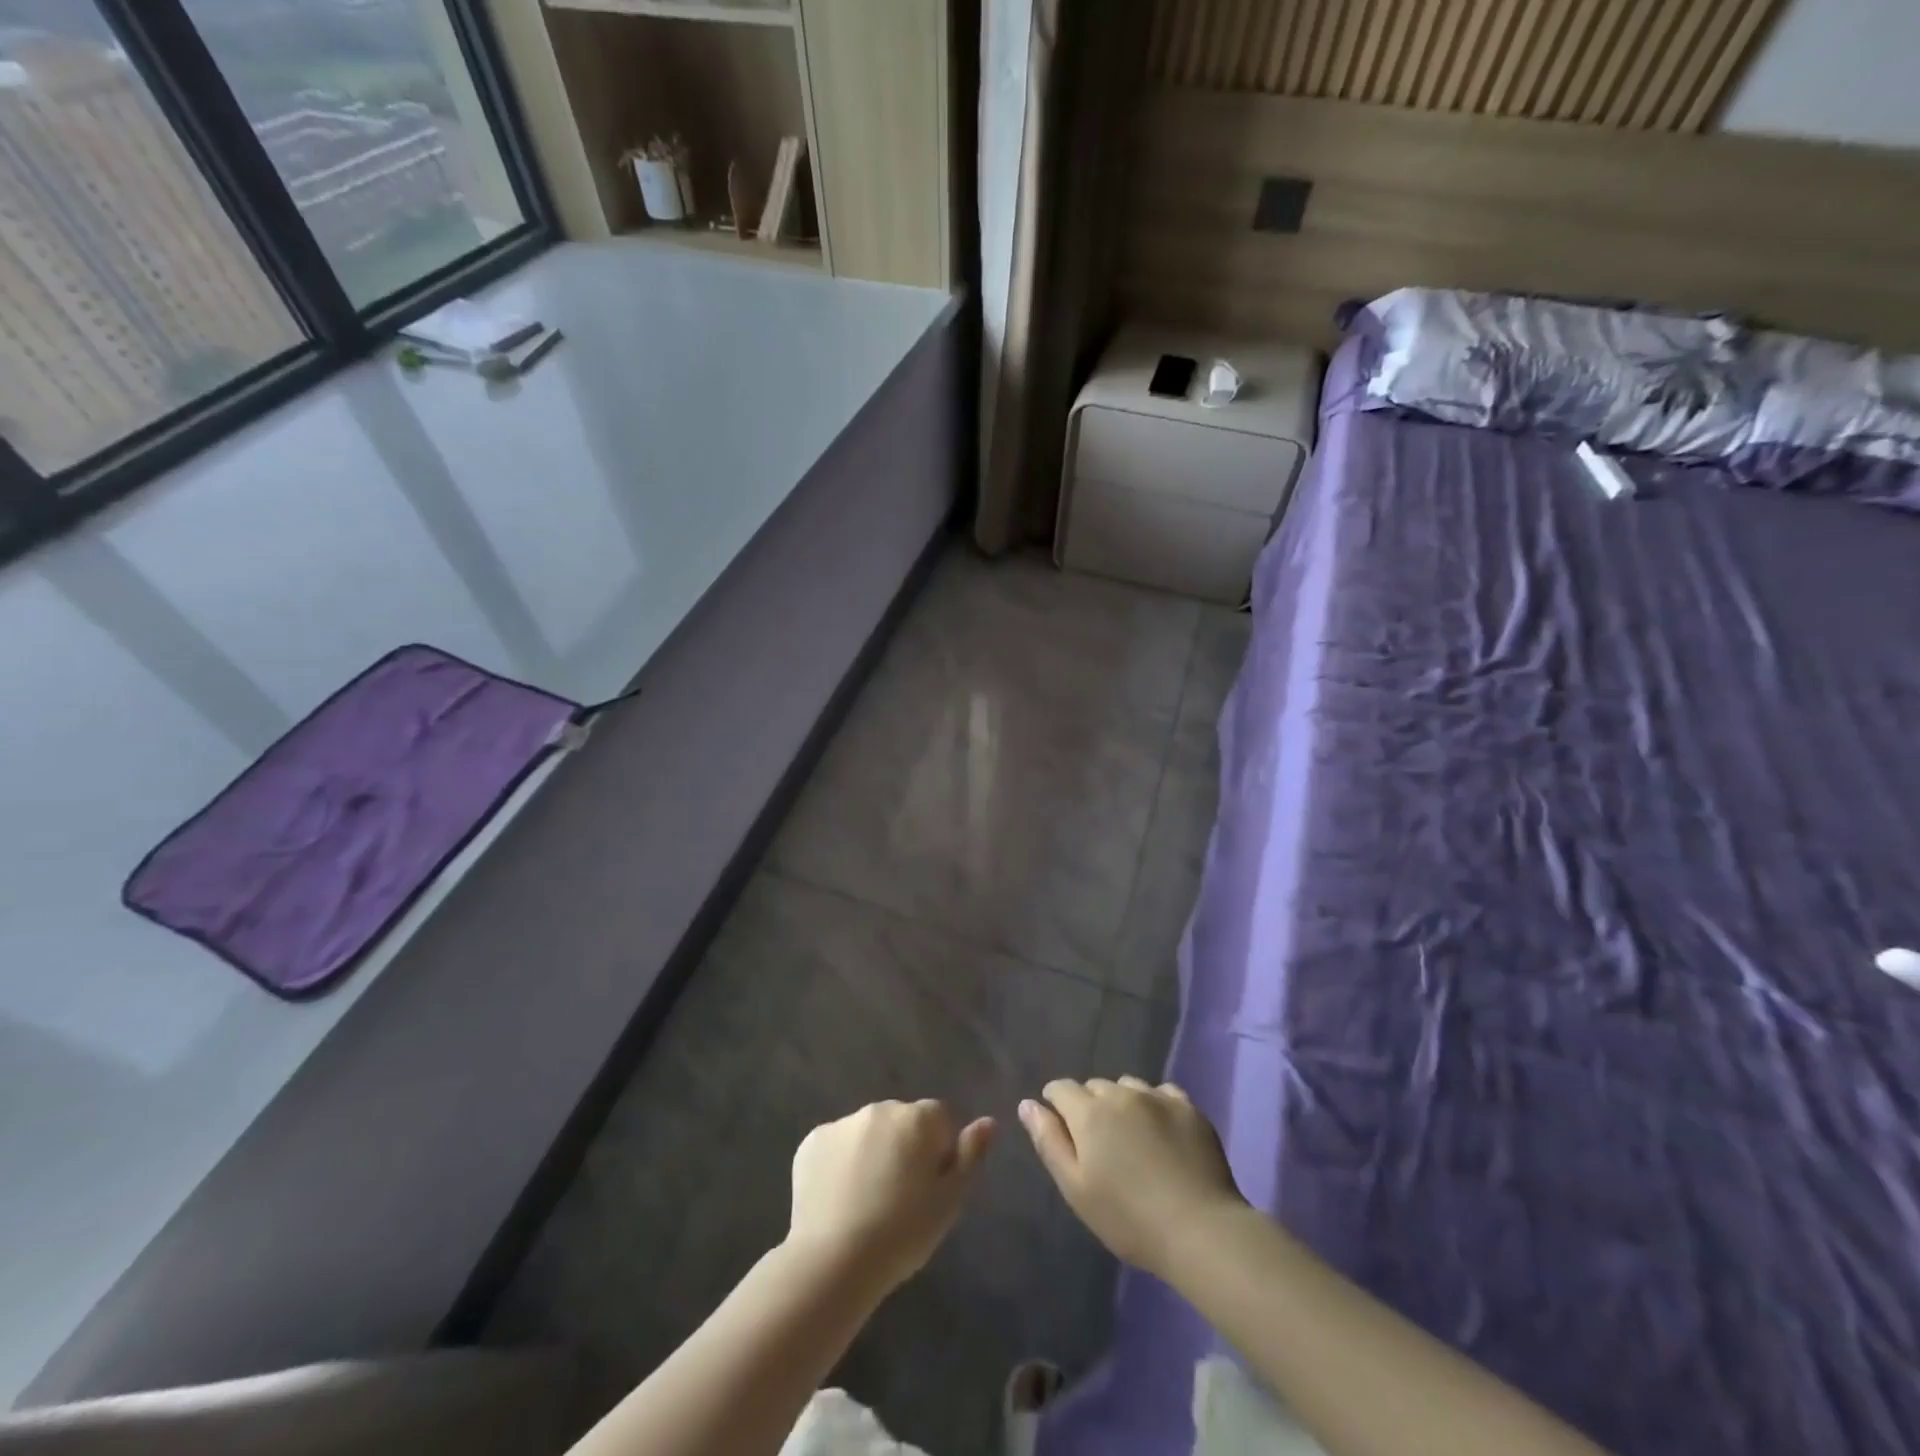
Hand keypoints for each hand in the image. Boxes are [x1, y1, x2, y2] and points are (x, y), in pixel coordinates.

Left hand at [788, 1099, 995, 1294]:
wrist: (833, 1261)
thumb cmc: (903, 1233)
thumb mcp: (950, 1201)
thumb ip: (970, 1156)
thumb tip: (988, 1122)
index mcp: (917, 1117)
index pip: (940, 1119)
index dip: (940, 1152)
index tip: (930, 1188)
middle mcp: (880, 1108)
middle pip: (902, 1121)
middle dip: (905, 1148)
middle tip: (899, 1198)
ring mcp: (842, 1123)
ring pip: (868, 1132)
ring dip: (873, 1153)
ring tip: (867, 1203)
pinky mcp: (812, 1142)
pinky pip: (836, 1146)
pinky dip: (840, 1164)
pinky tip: (838, 1200)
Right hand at [1020, 1077, 1245, 1277]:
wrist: (1200, 1229)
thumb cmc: (1128, 1218)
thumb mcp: (1076, 1188)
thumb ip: (1049, 1141)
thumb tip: (1027, 1104)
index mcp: (1089, 1112)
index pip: (1061, 1088)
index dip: (1056, 1103)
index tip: (1063, 1127)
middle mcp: (1120, 1093)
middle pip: (1095, 1086)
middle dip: (1090, 1105)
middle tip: (1100, 1143)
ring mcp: (1157, 1096)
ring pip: (1128, 1086)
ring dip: (1123, 1103)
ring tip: (1132, 1136)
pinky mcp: (1188, 1107)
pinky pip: (1162, 1092)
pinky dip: (1155, 1105)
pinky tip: (1162, 1131)